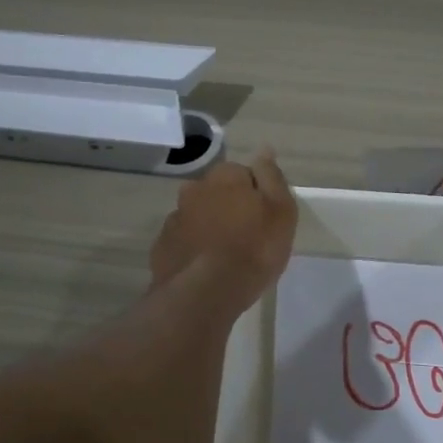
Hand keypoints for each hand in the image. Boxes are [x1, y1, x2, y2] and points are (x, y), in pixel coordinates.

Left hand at [149, 149, 297, 312]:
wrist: (206, 292)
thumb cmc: (254, 248)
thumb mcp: (280, 210)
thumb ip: (271, 177)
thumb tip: (264, 149)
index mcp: (224, 176)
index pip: (243, 174)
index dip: (256, 195)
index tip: (265, 219)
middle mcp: (194, 189)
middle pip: (217, 193)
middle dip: (229, 208)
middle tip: (247, 238)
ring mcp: (174, 218)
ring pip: (197, 217)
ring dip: (209, 228)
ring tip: (224, 257)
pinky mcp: (162, 247)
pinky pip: (183, 242)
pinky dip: (193, 249)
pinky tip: (205, 269)